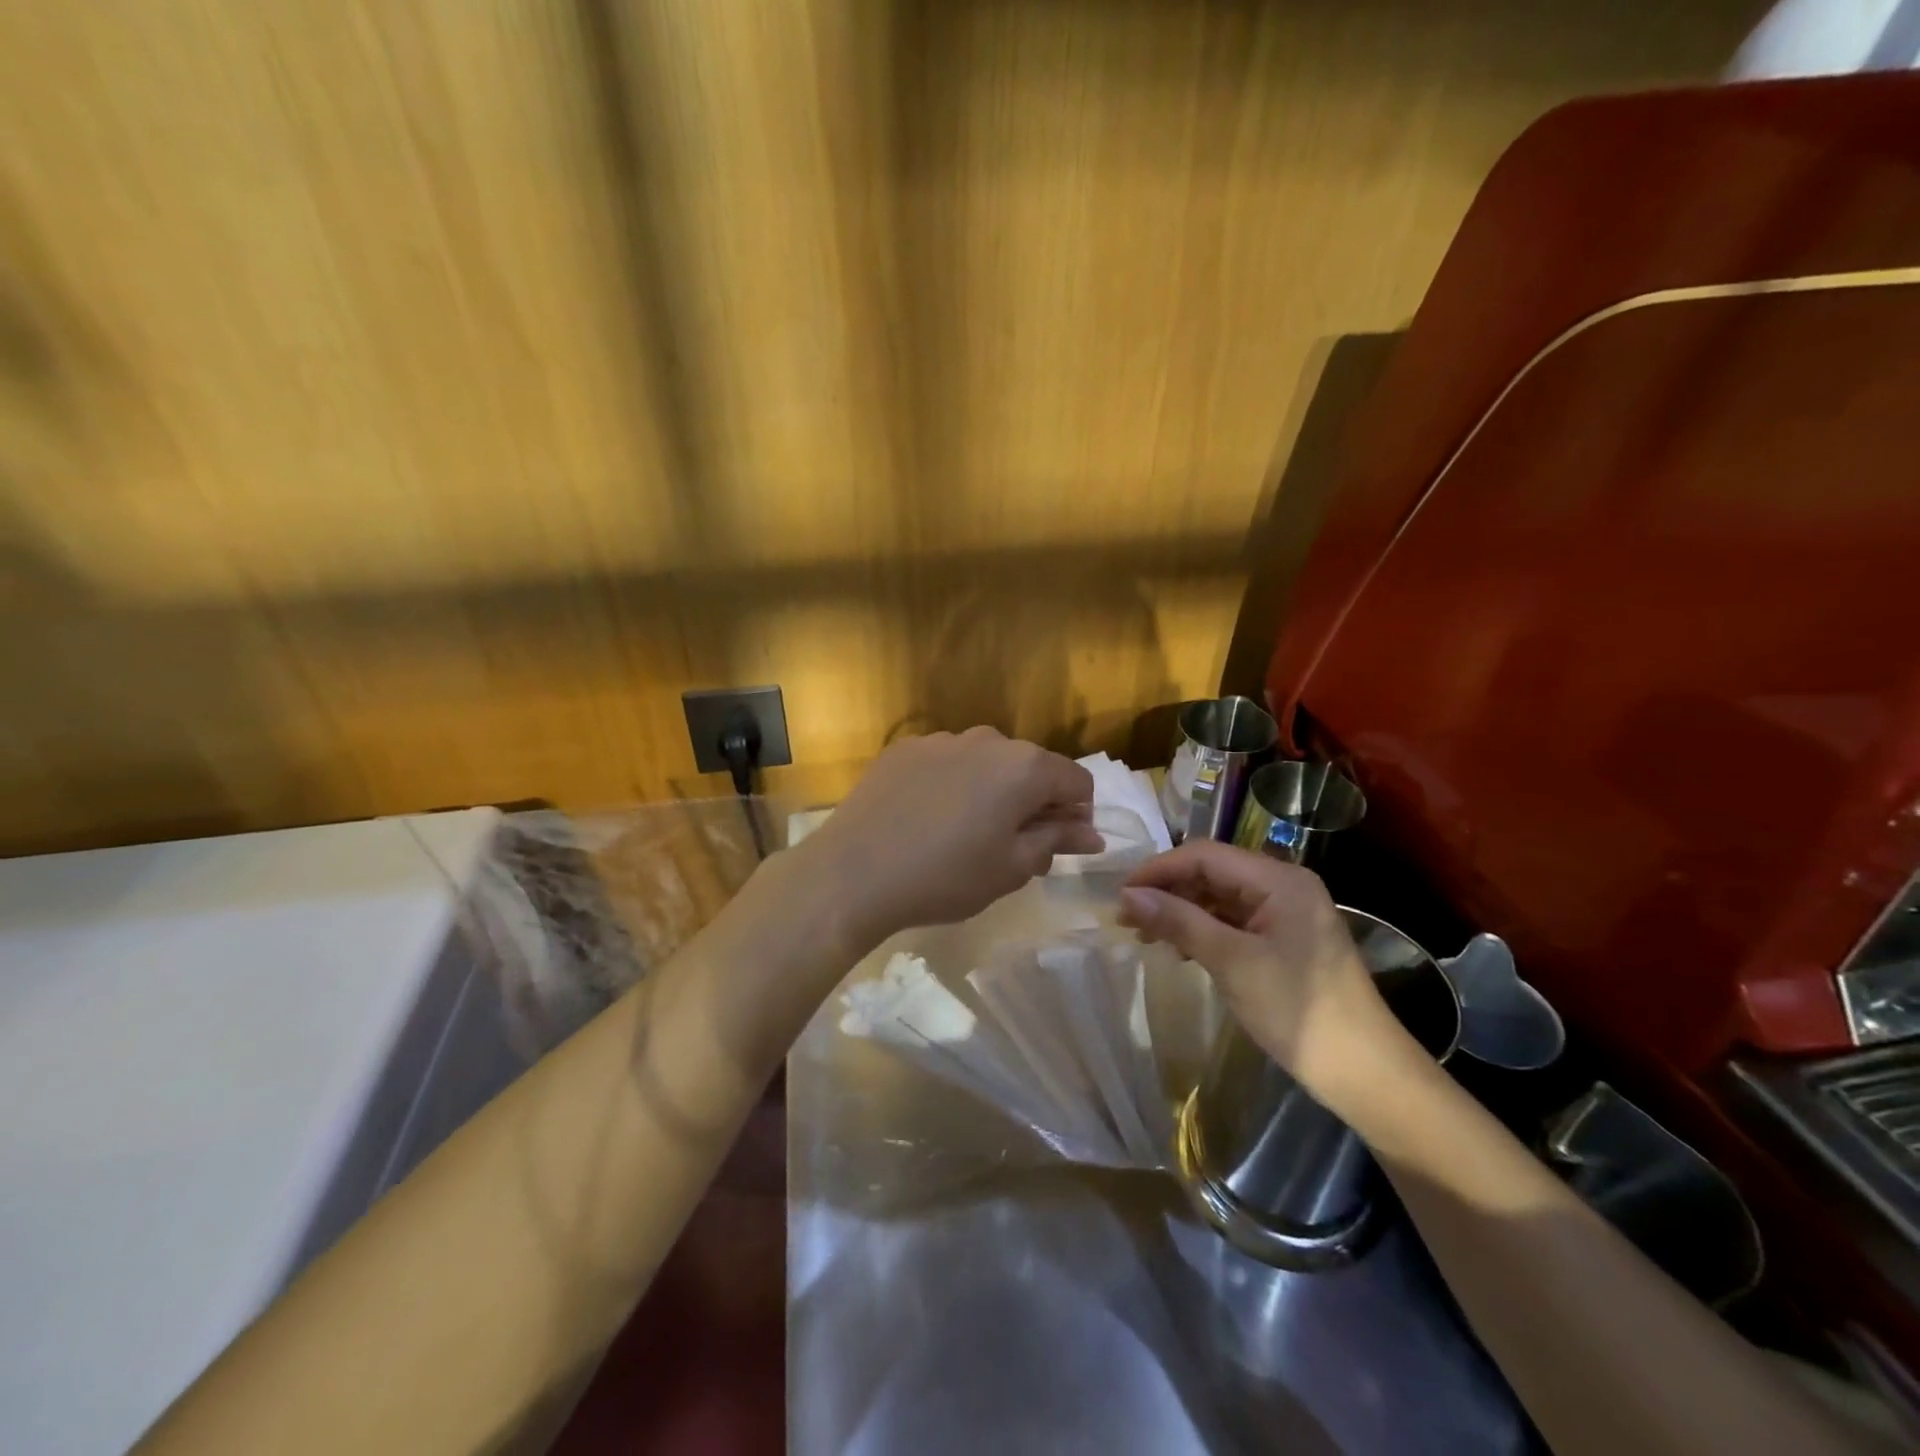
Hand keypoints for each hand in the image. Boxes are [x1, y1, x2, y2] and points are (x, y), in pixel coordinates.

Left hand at [796, 727, 1101, 952]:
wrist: (853, 873)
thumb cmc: (945, 877)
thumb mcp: (1012, 868)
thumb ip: (1056, 841)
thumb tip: (1091, 834)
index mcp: (1024, 767)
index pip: (1076, 781)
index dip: (1076, 815)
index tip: (1057, 845)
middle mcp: (987, 739)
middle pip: (1031, 767)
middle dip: (1033, 801)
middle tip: (1011, 846)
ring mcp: (941, 739)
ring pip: (986, 762)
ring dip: (991, 790)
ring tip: (963, 832)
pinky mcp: (904, 748)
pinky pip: (946, 762)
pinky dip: (951, 783)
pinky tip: (927, 818)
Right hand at [1118, 840, 1411, 1097]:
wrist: (1365, 1074)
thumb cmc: (1298, 1010)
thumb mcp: (1232, 962)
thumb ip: (1179, 921)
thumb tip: (1129, 895)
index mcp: (1278, 879)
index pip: (1205, 855)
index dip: (1159, 869)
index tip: (1121, 894)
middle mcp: (1283, 886)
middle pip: (1211, 873)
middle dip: (1167, 891)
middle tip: (1127, 919)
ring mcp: (1286, 914)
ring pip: (1219, 898)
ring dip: (1181, 912)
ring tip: (1145, 935)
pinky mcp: (1285, 941)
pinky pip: (1233, 922)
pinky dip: (1202, 930)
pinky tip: (1180, 949)